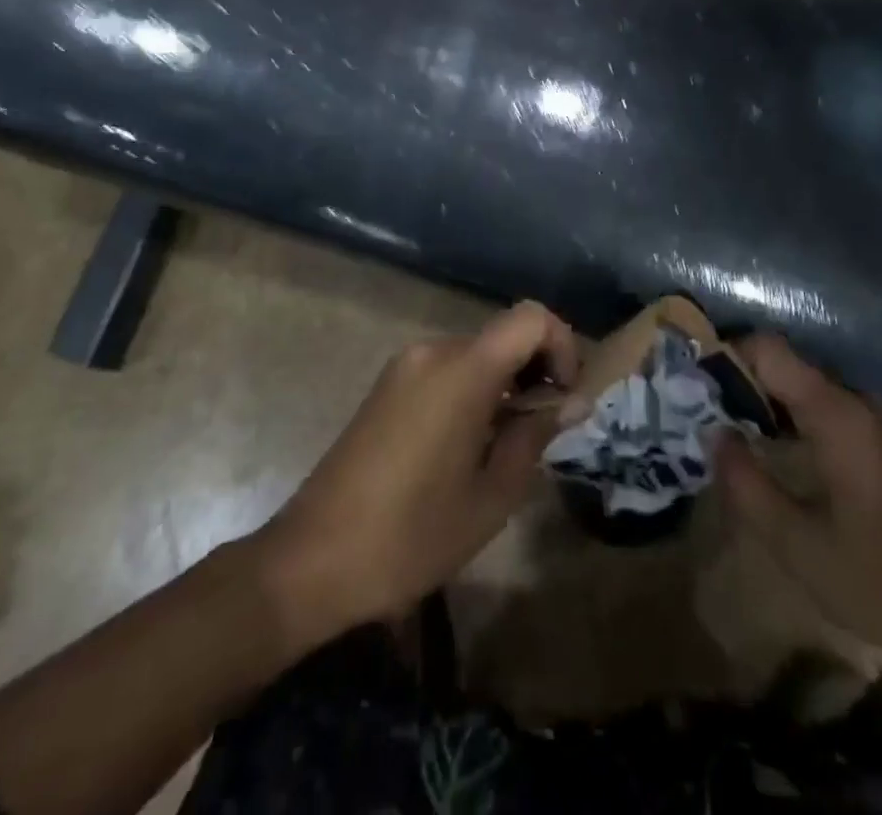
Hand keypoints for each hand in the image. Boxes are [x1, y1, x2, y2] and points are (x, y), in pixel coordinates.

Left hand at [255, 301, 576, 638]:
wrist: (310, 562)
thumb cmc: (411, 536)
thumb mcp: (491, 496)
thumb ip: (535, 436)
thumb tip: (571, 401)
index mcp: (463, 370)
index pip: (531, 318)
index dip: (562, 346)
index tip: (564, 398)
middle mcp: (433, 352)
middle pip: (504, 335)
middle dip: (536, 371)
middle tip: (544, 429)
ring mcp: (405, 366)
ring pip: (478, 354)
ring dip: (505, 384)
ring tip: (507, 445)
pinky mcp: (387, 386)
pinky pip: (447, 370)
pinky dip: (474, 391)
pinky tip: (469, 445)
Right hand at [714, 335, 881, 672]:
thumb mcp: (799, 546)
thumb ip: (747, 486)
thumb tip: (713, 434)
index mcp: (836, 414)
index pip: (768, 349)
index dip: (726, 356)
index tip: (692, 386)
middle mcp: (853, 402)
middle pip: (781, 364)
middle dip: (735, 381)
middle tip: (695, 412)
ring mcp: (868, 419)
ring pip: (797, 386)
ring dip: (757, 401)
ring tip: (718, 430)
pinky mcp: (873, 439)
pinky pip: (817, 407)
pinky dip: (783, 417)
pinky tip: (762, 449)